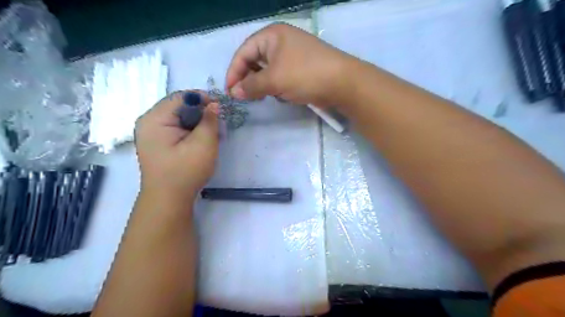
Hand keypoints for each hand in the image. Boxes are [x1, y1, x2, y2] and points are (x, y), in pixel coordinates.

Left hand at [134, 90, 218, 201]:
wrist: (168, 200)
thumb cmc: (185, 172)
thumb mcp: (203, 144)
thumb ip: (210, 120)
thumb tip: (214, 104)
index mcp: (154, 119)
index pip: (180, 97)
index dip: (202, 98)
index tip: (220, 108)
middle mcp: (148, 122)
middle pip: (178, 106)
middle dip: (200, 112)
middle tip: (217, 124)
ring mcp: (151, 133)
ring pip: (179, 117)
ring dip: (197, 122)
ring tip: (211, 134)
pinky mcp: (157, 142)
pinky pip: (176, 128)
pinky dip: (190, 130)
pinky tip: (200, 141)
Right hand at [226, 23, 356, 106]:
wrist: (342, 83)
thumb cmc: (304, 75)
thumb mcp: (274, 80)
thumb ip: (251, 86)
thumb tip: (234, 93)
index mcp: (272, 35)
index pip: (244, 52)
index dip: (234, 72)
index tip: (230, 92)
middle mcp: (281, 42)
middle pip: (255, 61)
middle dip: (249, 79)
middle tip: (246, 97)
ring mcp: (292, 55)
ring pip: (268, 71)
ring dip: (264, 85)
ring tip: (265, 96)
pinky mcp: (301, 69)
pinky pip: (281, 77)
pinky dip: (277, 87)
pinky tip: (282, 95)